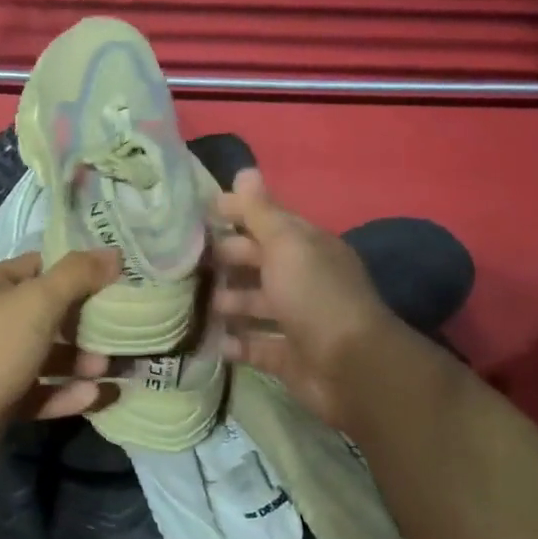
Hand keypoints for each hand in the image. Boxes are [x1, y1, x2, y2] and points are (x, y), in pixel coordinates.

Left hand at [0, 249, 119, 480]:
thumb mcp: (38, 301)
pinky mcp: (1, 401)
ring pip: (48, 357)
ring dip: (81, 361)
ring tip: (115, 366)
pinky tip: (97, 396)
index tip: (118, 280)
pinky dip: (67, 394)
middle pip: (49, 314)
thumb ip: (77, 276)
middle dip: (86, 322)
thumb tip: (113, 253)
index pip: (43, 267)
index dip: (79, 271)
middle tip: (125, 328)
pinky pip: (41, 393)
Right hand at [211, 168, 399, 425]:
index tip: (199, 213)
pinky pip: (255, 346)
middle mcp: (303, 280)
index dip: (237, 214)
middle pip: (259, 264)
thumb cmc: (314, 295)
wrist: (350, 367)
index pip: (268, 223)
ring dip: (227, 301)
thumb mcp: (286, 245)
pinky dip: (235, 343)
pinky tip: (210, 340)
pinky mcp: (289, 358)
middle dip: (227, 259)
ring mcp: (297, 321)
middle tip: (187, 260)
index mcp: (307, 248)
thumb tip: (245, 171)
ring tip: (194, 301)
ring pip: (255, 305)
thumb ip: (260, 212)